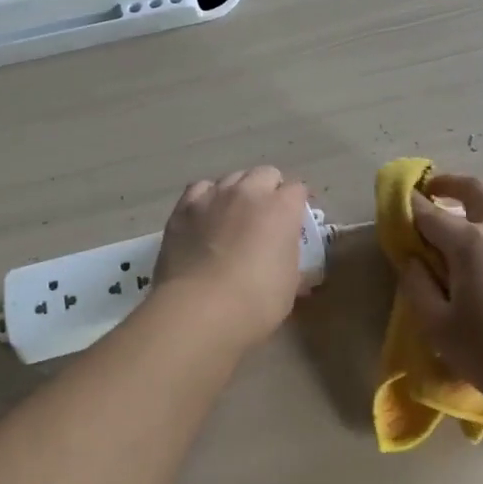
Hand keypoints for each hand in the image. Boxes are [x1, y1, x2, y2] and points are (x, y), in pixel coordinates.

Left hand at [149, 166, 309, 352]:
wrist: (200, 309)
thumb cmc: (256, 302)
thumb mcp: (289, 285)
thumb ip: (290, 259)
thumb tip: (286, 257)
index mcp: (281, 208)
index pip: (297, 189)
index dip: (297, 204)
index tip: (296, 220)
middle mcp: (249, 192)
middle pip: (265, 174)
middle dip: (270, 189)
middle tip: (266, 216)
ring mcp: (214, 196)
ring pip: (232, 178)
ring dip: (238, 191)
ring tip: (234, 215)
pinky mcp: (184, 207)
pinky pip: (200, 189)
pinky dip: (207, 197)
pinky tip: (205, 216)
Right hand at [396, 174, 482, 404]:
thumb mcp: (439, 327)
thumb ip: (418, 287)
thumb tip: (412, 261)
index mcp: (469, 242)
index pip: (429, 213)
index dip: (408, 207)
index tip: (395, 206)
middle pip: (475, 190)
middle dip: (450, 184)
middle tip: (432, 192)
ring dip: (475, 216)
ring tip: (460, 249)